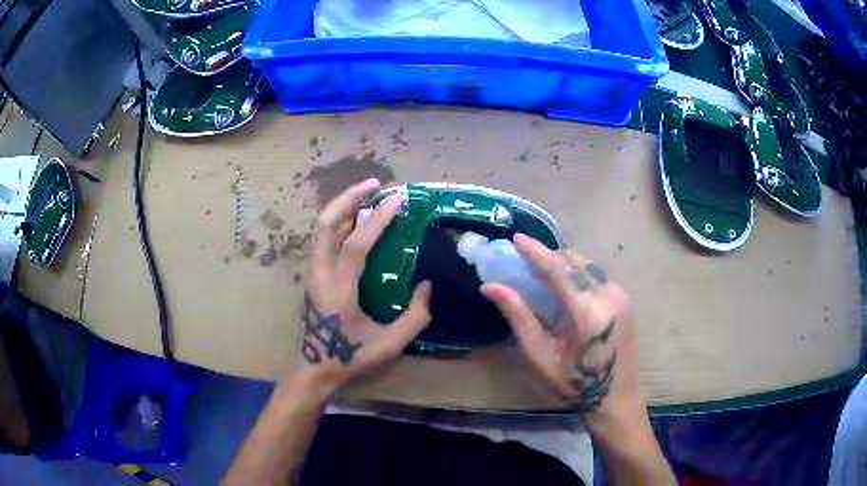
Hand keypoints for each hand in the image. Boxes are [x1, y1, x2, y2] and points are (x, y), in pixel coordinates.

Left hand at [298, 178, 431, 395]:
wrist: (313, 368)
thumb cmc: (350, 357)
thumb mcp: (389, 345)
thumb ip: (414, 317)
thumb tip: (427, 286)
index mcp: (339, 290)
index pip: (356, 245)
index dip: (377, 220)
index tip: (397, 200)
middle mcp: (320, 274)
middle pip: (327, 224)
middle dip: (350, 198)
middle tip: (375, 185)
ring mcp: (313, 273)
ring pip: (323, 228)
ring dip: (344, 206)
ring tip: (368, 195)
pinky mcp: (313, 275)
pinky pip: (325, 239)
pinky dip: (340, 221)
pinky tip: (357, 220)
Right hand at [481, 234, 638, 421]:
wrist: (616, 397)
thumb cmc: (574, 383)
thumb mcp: (540, 354)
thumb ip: (518, 316)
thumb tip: (490, 287)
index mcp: (588, 313)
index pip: (559, 270)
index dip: (535, 252)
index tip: (515, 238)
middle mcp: (609, 296)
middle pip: (575, 260)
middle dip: (549, 254)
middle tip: (525, 258)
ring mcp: (621, 295)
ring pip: (588, 264)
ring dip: (564, 262)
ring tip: (542, 270)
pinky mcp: (625, 298)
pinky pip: (597, 274)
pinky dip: (578, 272)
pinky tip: (566, 284)